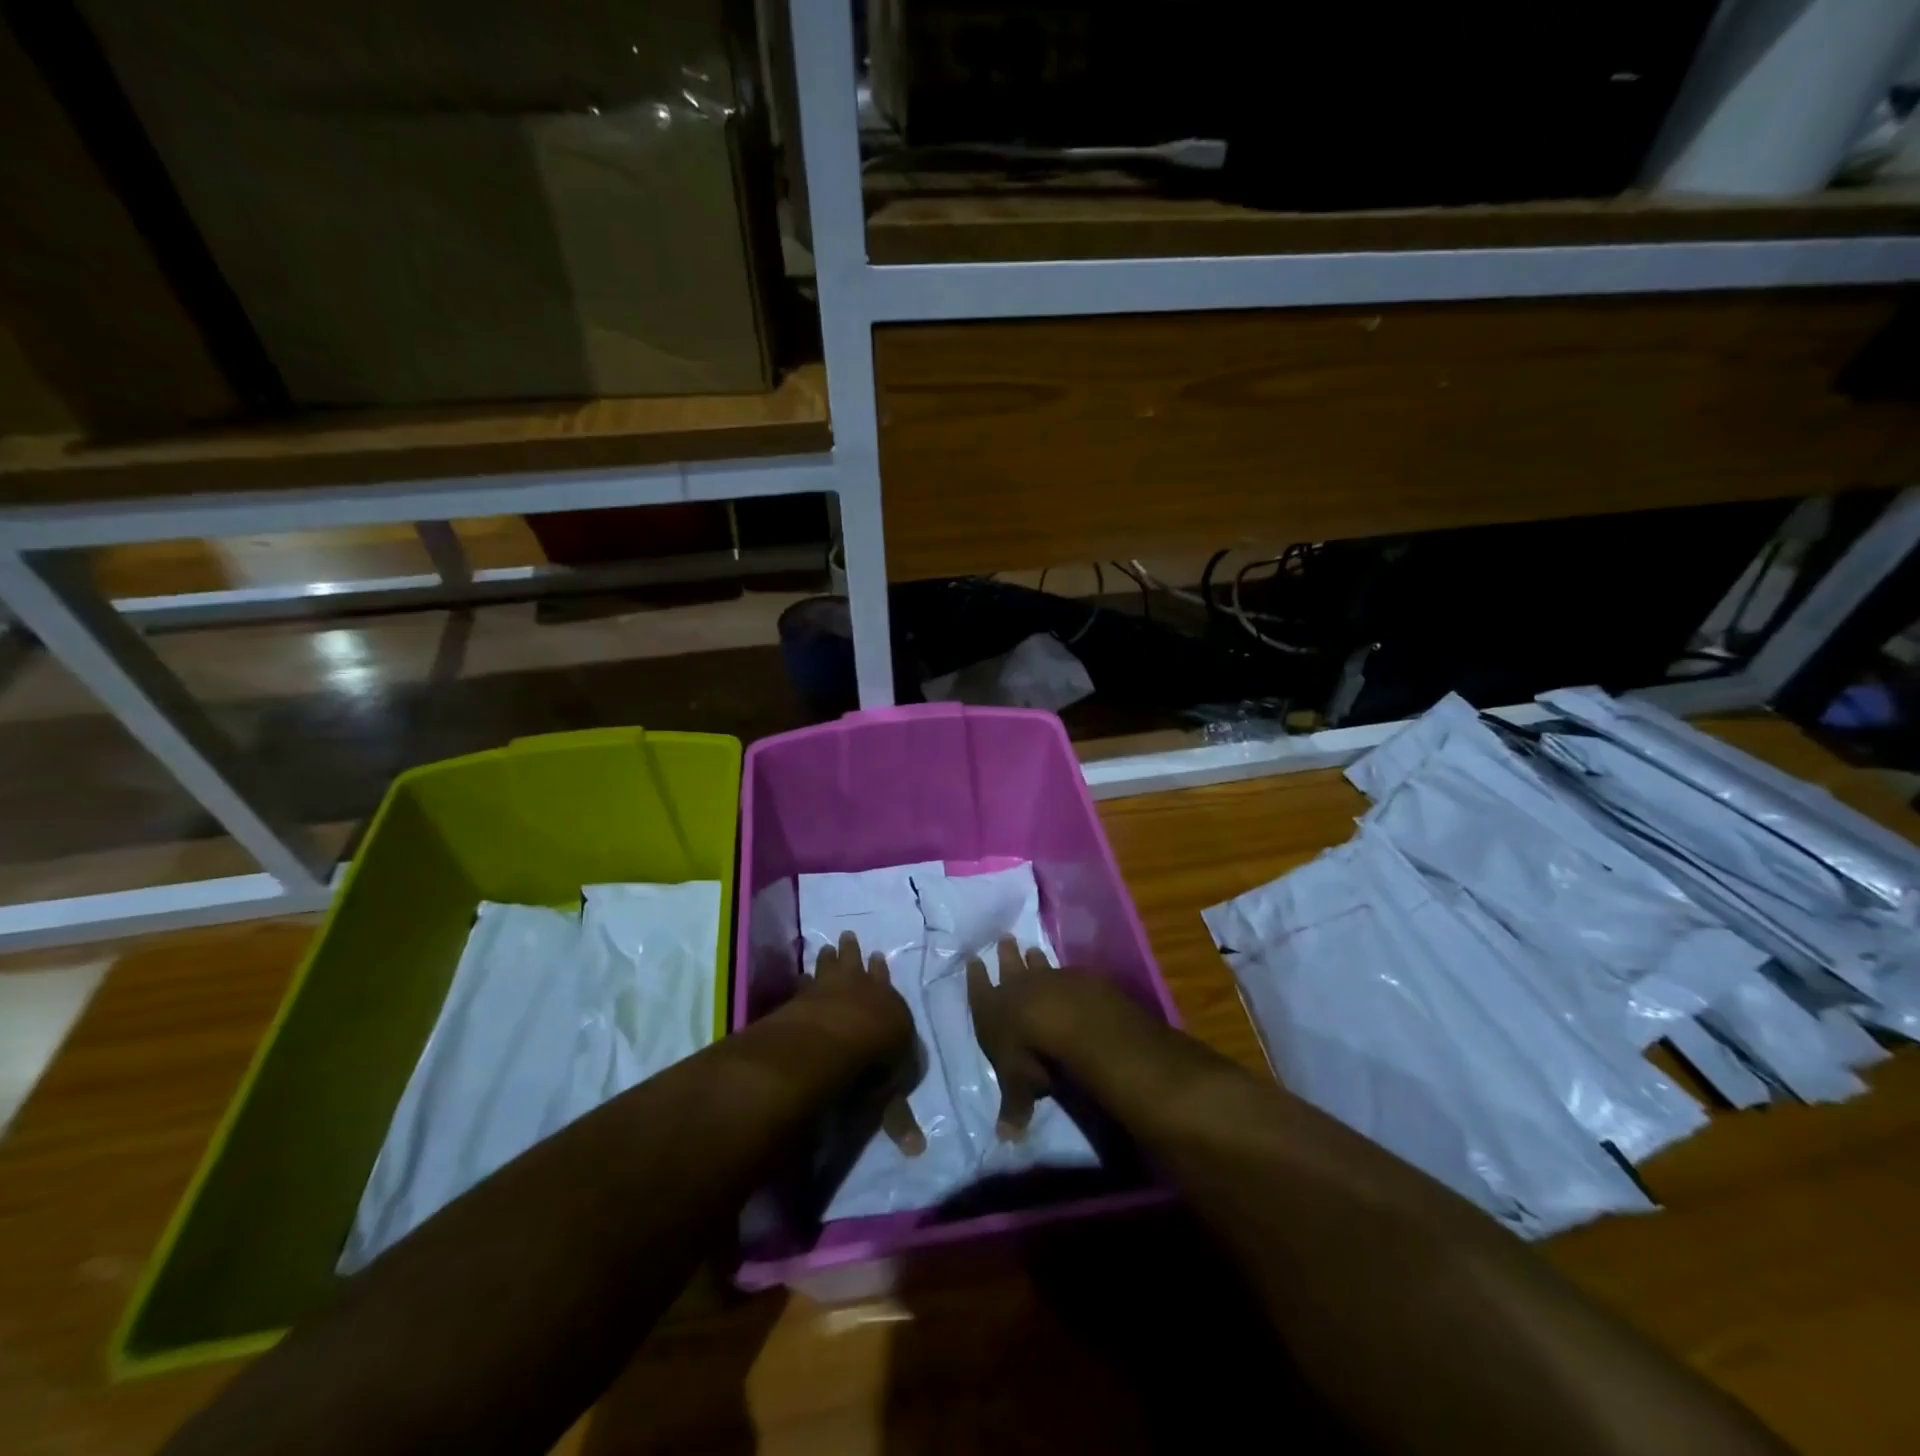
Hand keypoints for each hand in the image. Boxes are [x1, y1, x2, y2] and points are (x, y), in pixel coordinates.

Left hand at [807, 931, 925, 1155]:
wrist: (839, 1038)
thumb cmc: (874, 1063)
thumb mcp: (892, 1094)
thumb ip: (898, 1117)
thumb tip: (917, 1151)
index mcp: (891, 1009)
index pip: (888, 989)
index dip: (882, 975)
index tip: (879, 957)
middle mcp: (863, 990)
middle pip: (859, 967)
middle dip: (855, 954)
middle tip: (850, 936)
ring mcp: (832, 988)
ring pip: (833, 965)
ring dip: (831, 956)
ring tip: (828, 944)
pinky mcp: (806, 994)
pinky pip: (805, 981)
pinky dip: (803, 978)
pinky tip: (799, 974)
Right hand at [965, 937, 1056, 1139]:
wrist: (1068, 1020)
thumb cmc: (1029, 1055)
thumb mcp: (1017, 1087)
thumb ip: (1012, 1109)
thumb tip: (1005, 1140)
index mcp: (991, 1010)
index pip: (978, 989)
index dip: (975, 976)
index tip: (973, 958)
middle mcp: (1015, 989)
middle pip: (1008, 966)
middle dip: (1005, 954)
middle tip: (1005, 938)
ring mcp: (1046, 979)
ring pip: (1037, 964)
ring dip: (1034, 957)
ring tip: (1033, 947)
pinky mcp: (1075, 978)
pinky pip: (1067, 972)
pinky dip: (1066, 973)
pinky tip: (1071, 972)